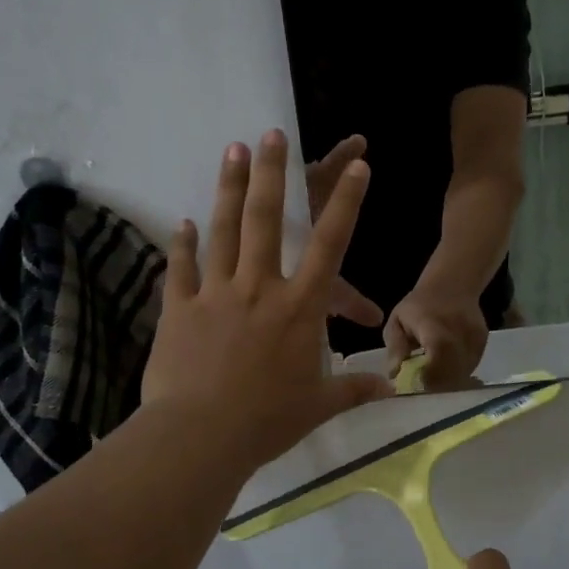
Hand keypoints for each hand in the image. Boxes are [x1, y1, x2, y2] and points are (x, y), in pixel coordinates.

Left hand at [142, 131, 393, 468]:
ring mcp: (215, 294)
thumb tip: (389, 389)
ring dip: (229, 189)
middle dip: (273, 173)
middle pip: (267, 220)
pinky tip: (182, 223)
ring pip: (224, 231)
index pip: (330, 245)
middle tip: (271, 133)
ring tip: (232, 150)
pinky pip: (181, 269)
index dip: (345, 202)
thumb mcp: (319, 406)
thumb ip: (354, 389)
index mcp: (299, 309)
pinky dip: (182, 244)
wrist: (200, 435)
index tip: (357, 166)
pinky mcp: (179, 309)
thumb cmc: (267, 420)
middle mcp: (259, 288)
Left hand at [384, 283, 489, 389]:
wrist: (451, 286)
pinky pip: (470, 368)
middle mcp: (460, 335)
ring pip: (463, 374)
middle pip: (452, 373)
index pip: (437, 360)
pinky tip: (446, 367)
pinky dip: (458, 373)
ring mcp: (475, 340)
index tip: (414, 383)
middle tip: (422, 384)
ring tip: (434, 374)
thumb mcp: (397, 321)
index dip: (427, 378)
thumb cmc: (419, 305)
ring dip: (448, 381)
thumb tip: (395, 375)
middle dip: (436, 385)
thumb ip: (395, 348)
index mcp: (435, 328)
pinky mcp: (483, 344)